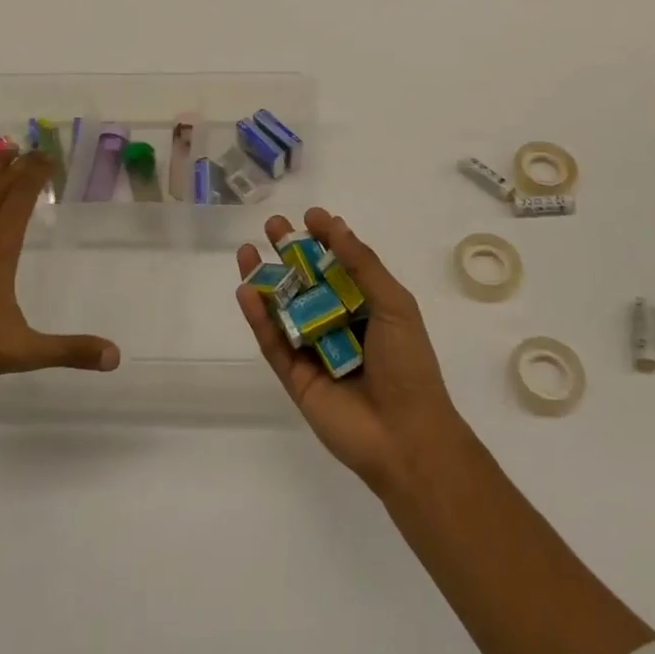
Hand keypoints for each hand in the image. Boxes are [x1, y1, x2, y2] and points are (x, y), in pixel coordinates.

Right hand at [236, 207, 464, 493]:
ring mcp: (315, 350)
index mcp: (368, 306)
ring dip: (266, 280)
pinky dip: (259, 318)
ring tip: (246, 250)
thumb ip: (362, 265)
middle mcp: (339, 323)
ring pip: (284, 309)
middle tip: (272, 225)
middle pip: (308, 281)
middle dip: (289, 252)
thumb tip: (336, 224)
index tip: (310, 216)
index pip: (342, 264)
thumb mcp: (394, 304)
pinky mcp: (295, 377)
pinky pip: (273, 343)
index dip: (326, 239)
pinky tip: (246, 290)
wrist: (405, 437)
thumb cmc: (408, 364)